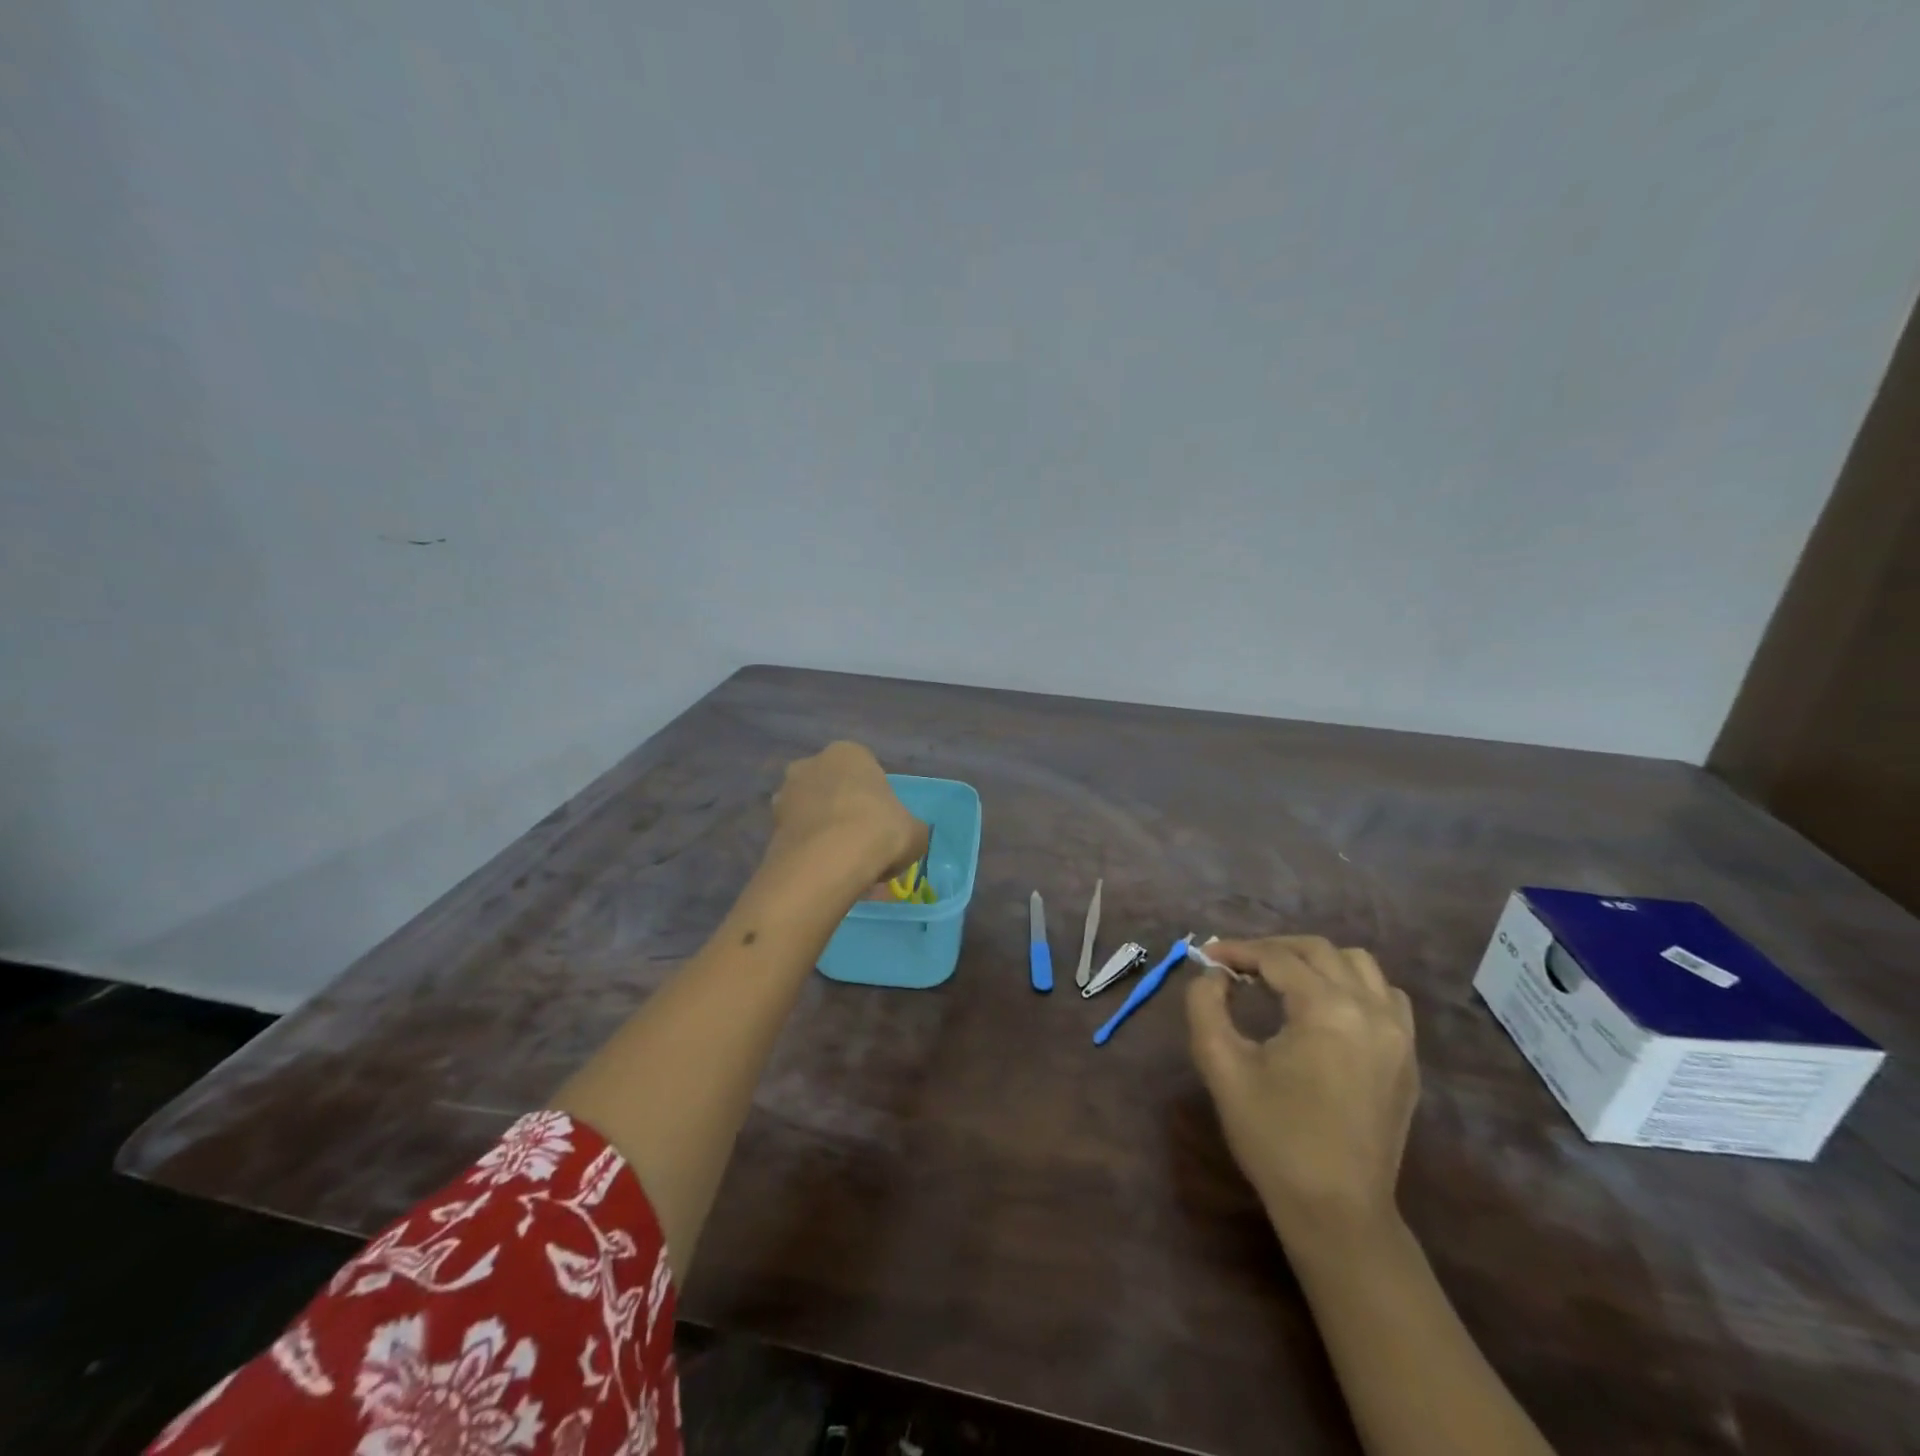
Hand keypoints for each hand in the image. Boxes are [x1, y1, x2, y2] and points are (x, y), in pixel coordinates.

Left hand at [767, 741, 926, 887]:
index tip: (882, 823)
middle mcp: (811, 763)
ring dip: (821, 828)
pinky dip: (807, 849)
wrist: (828, 861)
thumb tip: (906, 835)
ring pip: (810, 810)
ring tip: (841, 862)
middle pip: (832, 786)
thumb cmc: (879, 831)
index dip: (875, 797)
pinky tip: (823, 871)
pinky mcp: (769, 826)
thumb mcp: (916, 832)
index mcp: (849, 753)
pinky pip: (796, 835)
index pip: (865, 769)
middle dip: (842, 808)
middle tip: (860, 840)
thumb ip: (909, 827)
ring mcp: (785, 793)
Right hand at [1186, 936, 1418, 1249]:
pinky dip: (1353, 985)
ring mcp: (1398, 1035)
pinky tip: (1326, 1007)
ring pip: (1359, 965)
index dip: (1237, 951)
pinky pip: (1386, 997)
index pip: (1277, 958)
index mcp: (1327, 1010)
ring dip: (1316, 961)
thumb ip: (1206, 1006)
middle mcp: (1371, 1010)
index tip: (1207, 957)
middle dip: (1273, 949)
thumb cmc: (1274, 1137)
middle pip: (1319, 951)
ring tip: (1281, 980)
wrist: (1336, 1211)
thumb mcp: (1221, 1066)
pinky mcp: (1408, 1058)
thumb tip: (1215, 975)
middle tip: (1237, 965)